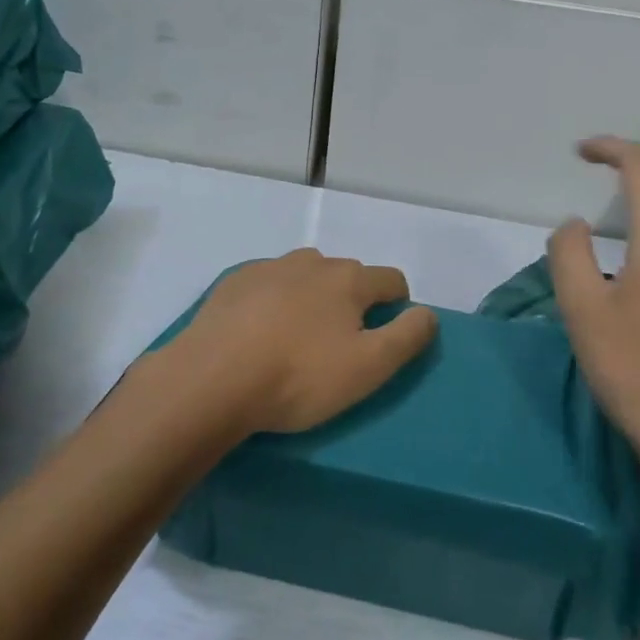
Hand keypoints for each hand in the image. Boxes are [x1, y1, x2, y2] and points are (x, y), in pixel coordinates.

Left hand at [168, 250, 438, 434]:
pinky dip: (274, 300)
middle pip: (348, 275)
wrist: (212, 377)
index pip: (391, 280)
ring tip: (297, 338)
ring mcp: (270, 267)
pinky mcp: (235, 281)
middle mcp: (313, 261)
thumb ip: (406, 337)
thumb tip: (427, 313)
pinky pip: (268, 284)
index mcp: (349, 280)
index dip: (399, 305)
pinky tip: (258, 332)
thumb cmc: (298, 376)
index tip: (386, 335)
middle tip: (339, 345)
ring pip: (306, 275)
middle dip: (353, 302)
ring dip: (312, 297)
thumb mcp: (368, 368)